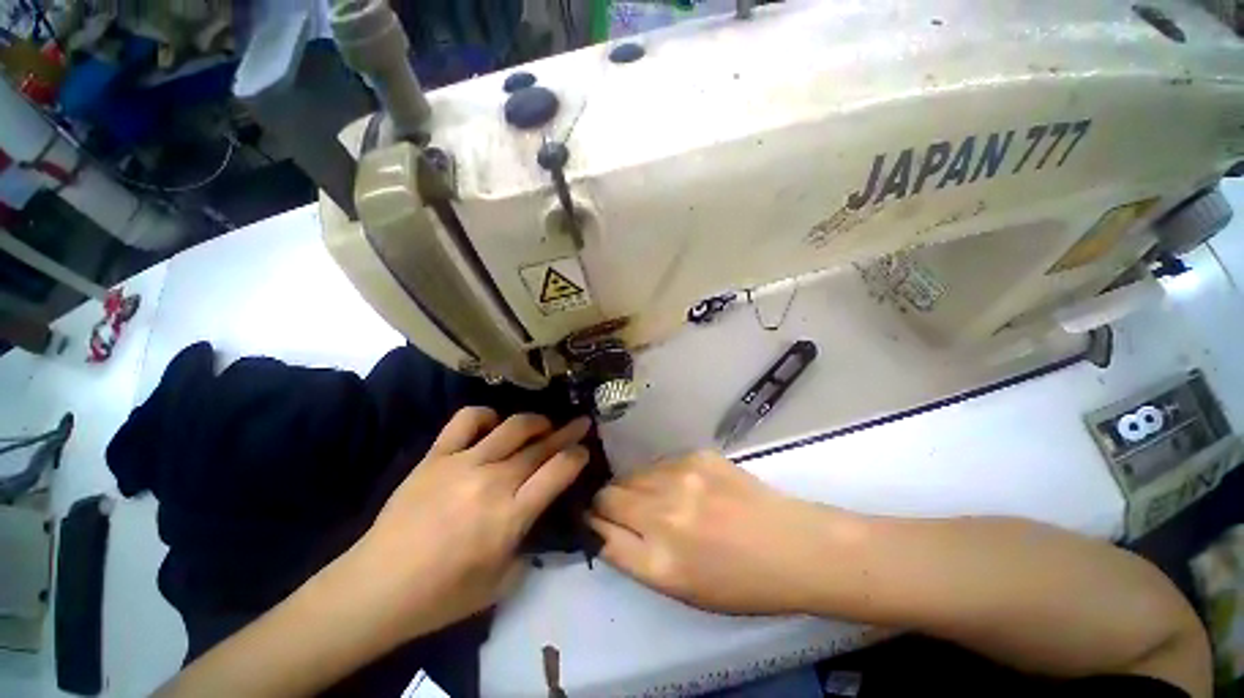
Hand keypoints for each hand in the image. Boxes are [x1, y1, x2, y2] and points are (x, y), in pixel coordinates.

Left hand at [330, 407, 590, 642]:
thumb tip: (538, 515)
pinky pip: (467, 420)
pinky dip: (486, 415)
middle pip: (543, 445)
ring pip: (513, 426)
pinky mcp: (437, 455)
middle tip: (581, 422)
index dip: (578, 456)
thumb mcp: (503, 583)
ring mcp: (463, 463)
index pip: (560, 470)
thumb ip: (529, 544)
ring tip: (544, 425)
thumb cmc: (443, 595)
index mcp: (511, 515)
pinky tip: (493, 424)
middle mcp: (493, 480)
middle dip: (568, 432)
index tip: (585, 451)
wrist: (376, 587)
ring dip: (536, 421)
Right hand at [588, 451, 839, 614]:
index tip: (591, 520)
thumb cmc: (739, 582)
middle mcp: (664, 514)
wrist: (792, 546)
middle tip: (621, 509)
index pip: (600, 531)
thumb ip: (635, 558)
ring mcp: (682, 477)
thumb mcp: (681, 588)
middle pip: (609, 495)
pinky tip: (682, 487)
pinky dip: (659, 475)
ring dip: (632, 486)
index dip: (591, 524)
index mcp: (659, 561)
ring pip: (632, 474)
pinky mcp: (697, 455)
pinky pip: (659, 463)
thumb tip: (603, 528)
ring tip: (654, 498)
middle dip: (606, 502)